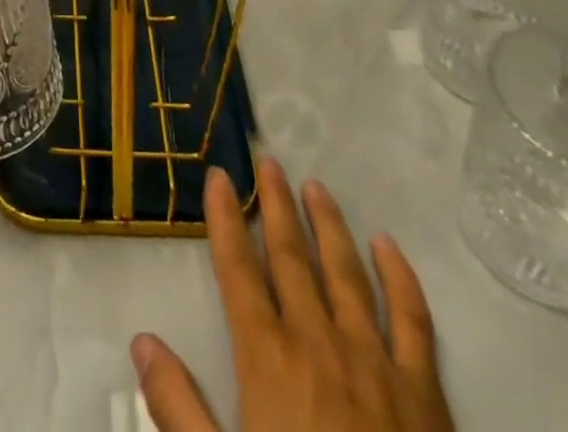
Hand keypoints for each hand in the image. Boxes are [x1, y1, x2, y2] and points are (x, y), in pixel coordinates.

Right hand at [133, 160, 452, 431]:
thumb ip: (178, 408)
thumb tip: (142, 340)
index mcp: (269, 361)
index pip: (239, 272)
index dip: (225, 220)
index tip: (218, 176)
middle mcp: (319, 345)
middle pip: (293, 258)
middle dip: (276, 205)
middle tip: (268, 160)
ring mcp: (376, 365)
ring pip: (347, 274)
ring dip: (328, 225)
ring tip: (315, 186)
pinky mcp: (425, 397)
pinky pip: (414, 323)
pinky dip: (401, 279)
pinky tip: (388, 246)